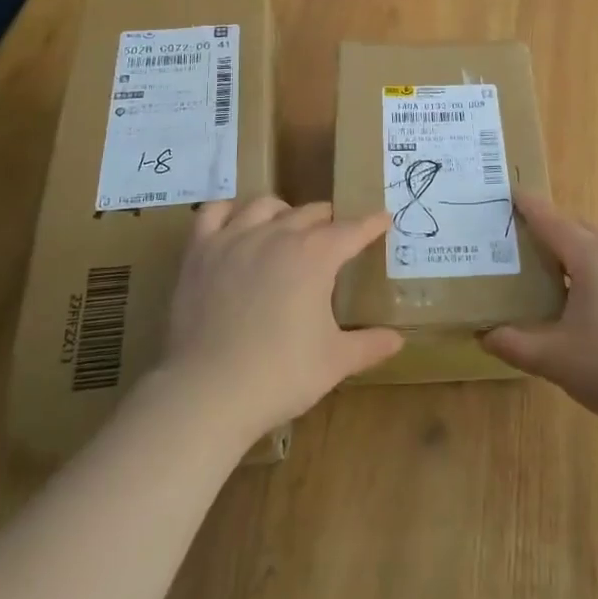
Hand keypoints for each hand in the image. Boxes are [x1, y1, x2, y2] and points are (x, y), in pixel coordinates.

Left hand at [165, 197, 402, 437]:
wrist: (207, 393)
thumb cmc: (280, 376)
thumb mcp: (334, 362)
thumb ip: (369, 345)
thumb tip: (397, 340)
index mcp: (315, 255)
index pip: (352, 230)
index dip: (371, 224)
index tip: (383, 220)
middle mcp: (277, 235)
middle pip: (310, 213)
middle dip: (329, 221)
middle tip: (336, 237)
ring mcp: (234, 239)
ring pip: (265, 206)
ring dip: (284, 212)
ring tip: (288, 227)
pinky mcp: (200, 252)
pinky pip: (214, 213)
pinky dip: (229, 212)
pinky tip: (236, 225)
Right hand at [484, 193, 597, 442]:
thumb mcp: (555, 359)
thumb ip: (515, 343)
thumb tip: (484, 333)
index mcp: (592, 258)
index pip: (551, 221)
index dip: (528, 207)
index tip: (509, 193)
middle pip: (577, 230)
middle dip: (549, 230)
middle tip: (518, 241)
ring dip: (572, 255)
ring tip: (545, 275)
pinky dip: (592, 274)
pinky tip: (583, 305)